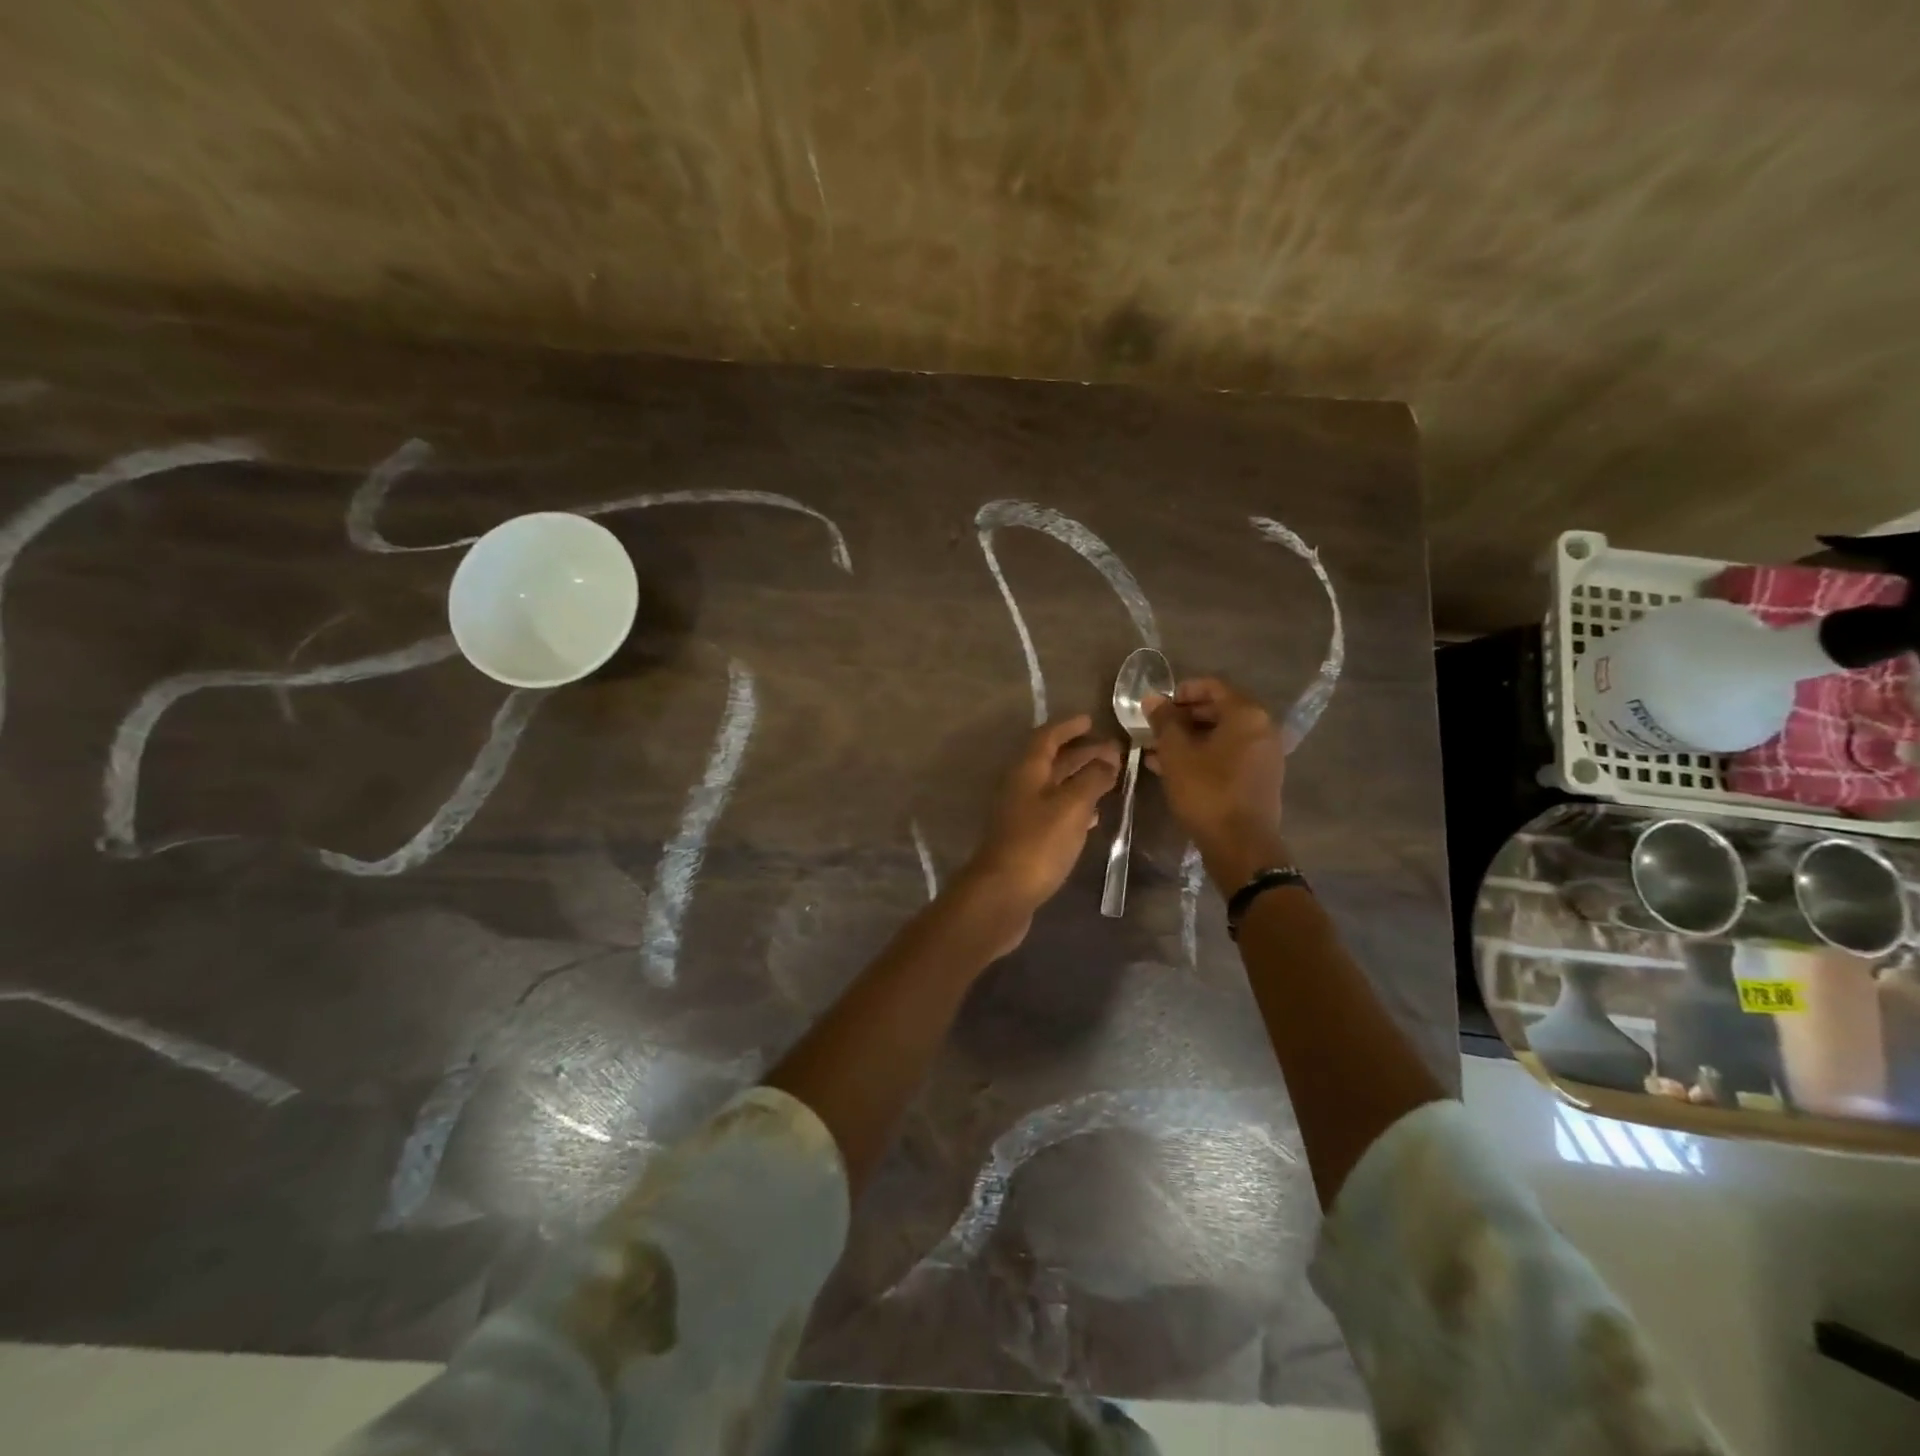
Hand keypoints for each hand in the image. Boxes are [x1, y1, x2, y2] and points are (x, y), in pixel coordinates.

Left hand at [960, 714, 1121, 950]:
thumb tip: (1108, 758)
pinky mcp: (1027, 838)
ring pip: (1055, 787)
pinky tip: (1093, 815)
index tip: (1091, 720)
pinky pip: (1054, 811)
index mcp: (1027, 771)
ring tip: (1111, 778)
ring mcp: (1022, 814)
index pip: (1047, 737)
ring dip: (1080, 779)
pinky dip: (1075, 806)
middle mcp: (1021, 787)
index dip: (1069, 727)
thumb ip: (1092, 779)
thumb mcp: (1071, 806)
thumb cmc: (1038, 843)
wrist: (1003, 893)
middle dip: (1082, 753)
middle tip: (1114, 751)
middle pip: (1053, 761)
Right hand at [1145, 677, 1287, 888]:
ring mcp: (1264, 755)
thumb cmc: (1206, 791)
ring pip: (1221, 736)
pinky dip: (1203, 755)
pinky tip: (1174, 769)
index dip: (1180, 692)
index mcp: (1246, 714)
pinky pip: (1228, 755)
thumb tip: (1153, 699)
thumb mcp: (1176, 753)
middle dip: (1183, 718)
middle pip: (1218, 710)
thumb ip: (1164, 721)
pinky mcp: (1260, 778)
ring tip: (1156, 751)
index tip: (1156, 706)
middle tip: (1154, 729)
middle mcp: (1262, 728)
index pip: (1211, 687)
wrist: (1240, 845)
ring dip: (1189, 739)